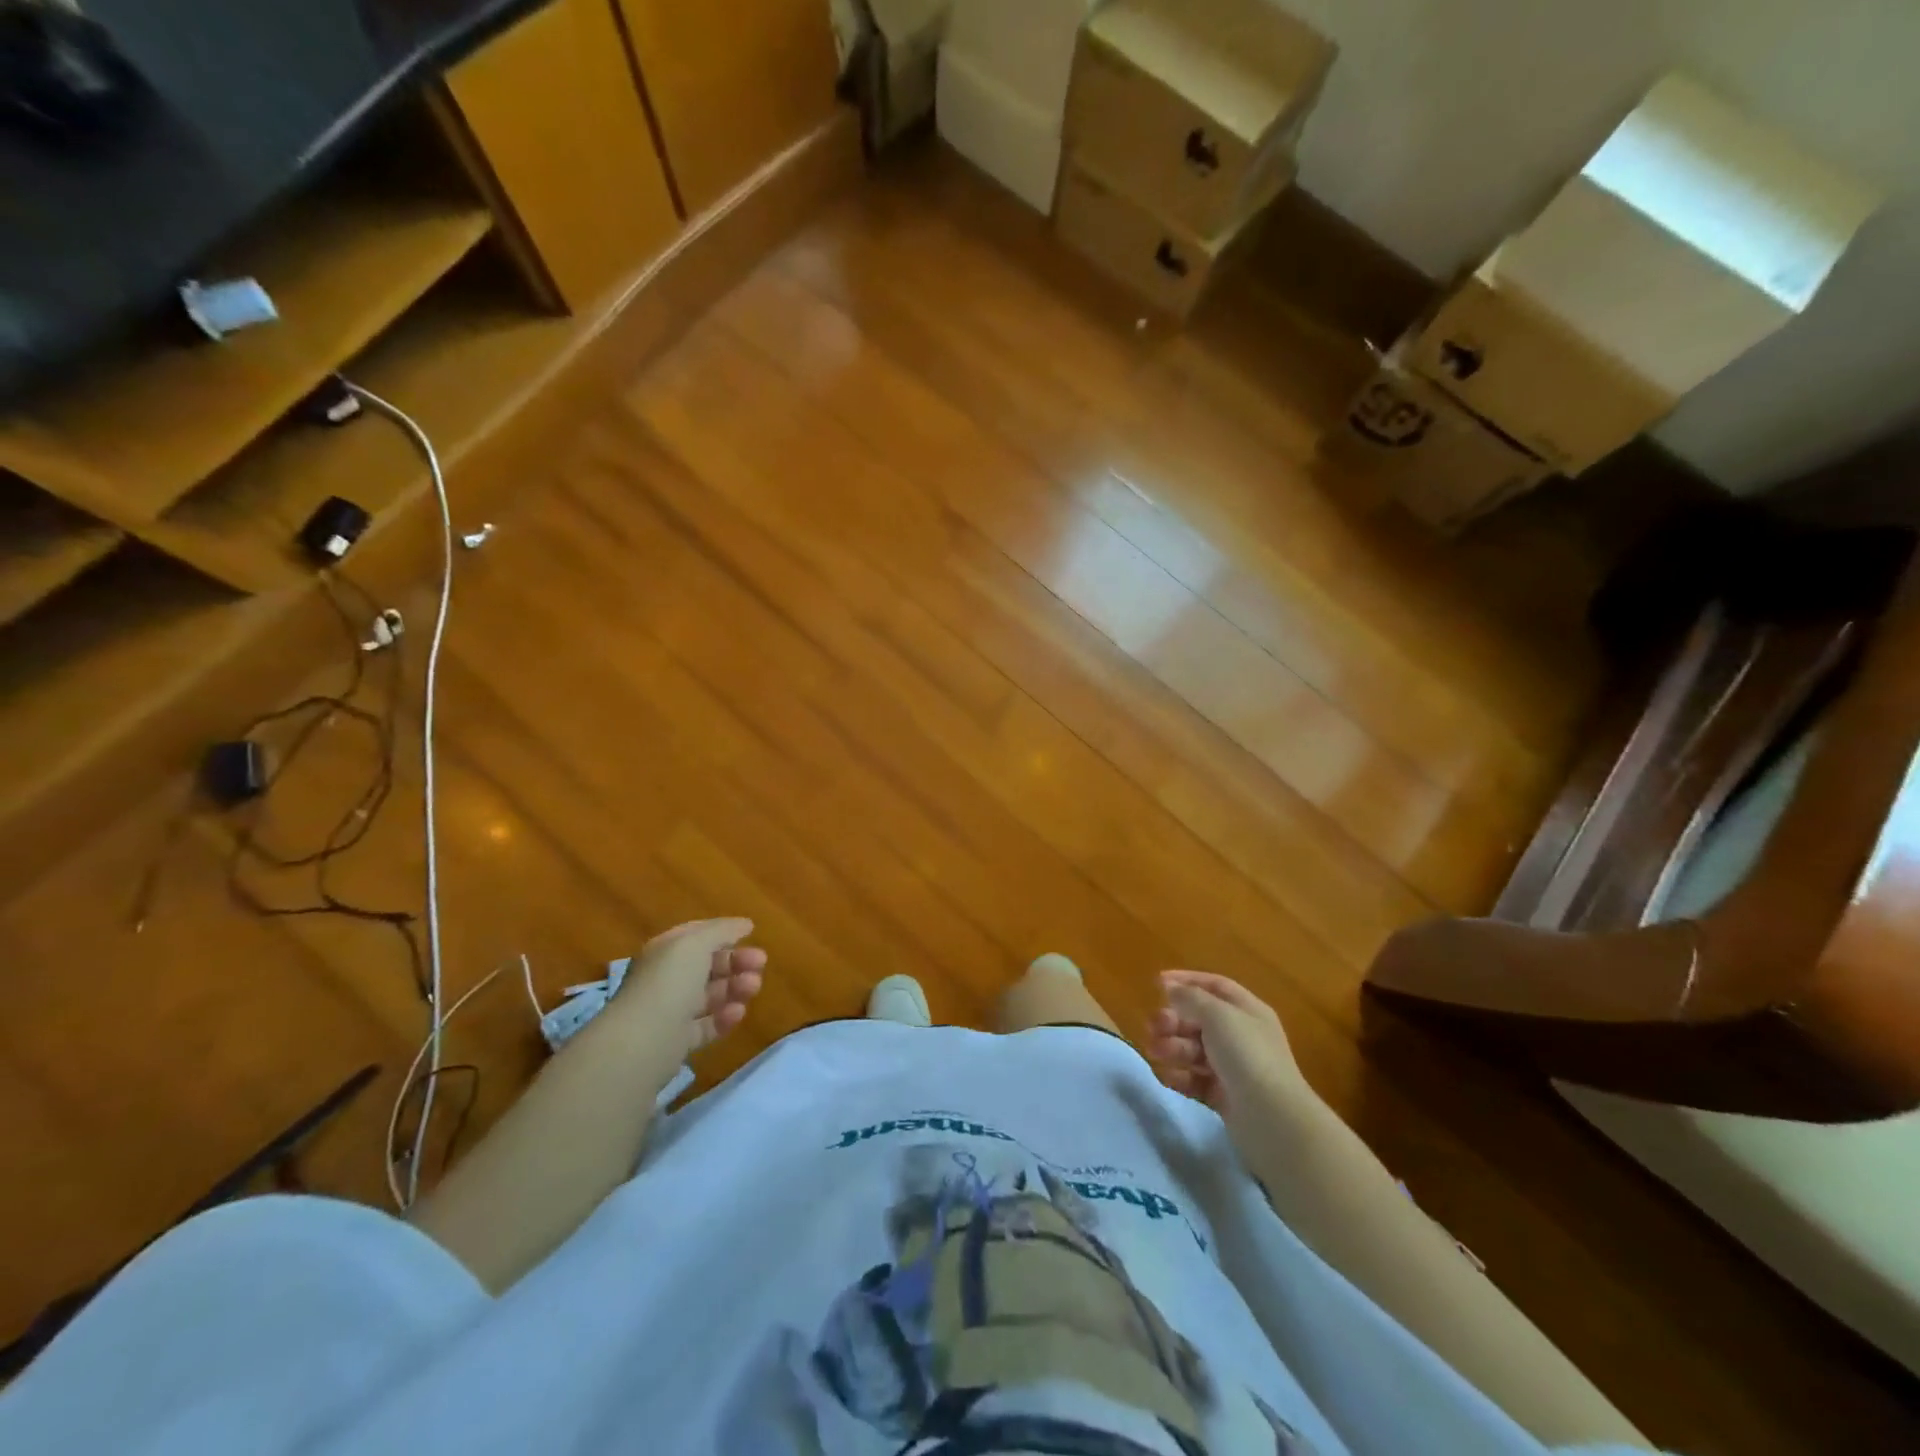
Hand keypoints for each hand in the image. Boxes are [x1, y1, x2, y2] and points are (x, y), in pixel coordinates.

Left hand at [619, 917, 766, 1054]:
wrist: (643, 1041)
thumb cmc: (669, 982)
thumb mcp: (696, 943)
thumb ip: (722, 930)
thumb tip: (744, 924)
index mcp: (665, 951)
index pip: (697, 935)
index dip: (724, 932)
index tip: (752, 934)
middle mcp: (666, 978)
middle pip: (707, 965)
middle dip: (736, 962)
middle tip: (760, 964)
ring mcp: (671, 1011)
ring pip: (710, 995)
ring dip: (735, 988)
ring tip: (752, 988)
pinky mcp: (678, 1041)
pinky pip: (707, 1025)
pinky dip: (725, 1018)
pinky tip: (738, 1013)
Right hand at [1147, 970, 1308, 1122]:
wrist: (1272, 1118)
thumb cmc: (1246, 1055)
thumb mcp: (1218, 1015)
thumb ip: (1190, 997)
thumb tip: (1171, 987)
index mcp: (1247, 1011)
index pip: (1215, 986)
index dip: (1186, 981)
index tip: (1156, 984)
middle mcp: (1241, 1036)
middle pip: (1199, 1019)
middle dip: (1173, 1020)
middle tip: (1153, 1026)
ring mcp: (1233, 1068)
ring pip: (1194, 1050)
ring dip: (1172, 1047)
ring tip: (1156, 1051)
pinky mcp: (1224, 1096)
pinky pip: (1195, 1080)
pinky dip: (1180, 1076)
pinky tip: (1168, 1076)